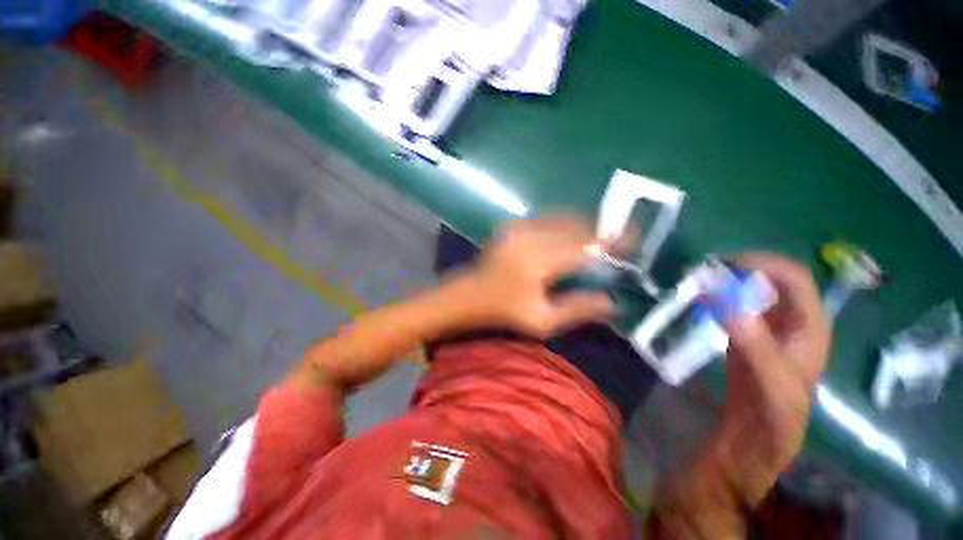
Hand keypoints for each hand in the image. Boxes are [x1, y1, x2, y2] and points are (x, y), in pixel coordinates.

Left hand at [460, 217, 614, 337]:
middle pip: (576, 228)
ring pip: (564, 219)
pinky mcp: (513, 225)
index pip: (584, 246)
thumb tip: (613, 302)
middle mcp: (530, 236)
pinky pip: (548, 219)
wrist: (469, 295)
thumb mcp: (542, 321)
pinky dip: (567, 224)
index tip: (632, 243)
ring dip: (586, 226)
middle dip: (602, 232)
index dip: (611, 243)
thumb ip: (578, 309)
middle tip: (621, 240)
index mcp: (538, 261)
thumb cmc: (504, 311)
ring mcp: (519, 227)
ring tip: (602, 236)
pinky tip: (575, 234)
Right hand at [715, 252, 831, 504]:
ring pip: (752, 292)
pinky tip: (698, 299)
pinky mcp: (747, 336)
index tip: (726, 264)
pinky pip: (734, 307)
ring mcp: (767, 328)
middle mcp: (791, 322)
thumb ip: (754, 343)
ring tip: (698, 280)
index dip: (765, 265)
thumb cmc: (773, 414)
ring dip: (727, 282)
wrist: (753, 436)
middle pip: (772, 281)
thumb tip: (728, 302)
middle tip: (705, 271)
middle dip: (741, 270)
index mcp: (810, 327)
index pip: (796, 280)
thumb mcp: (769, 381)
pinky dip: (717, 297)